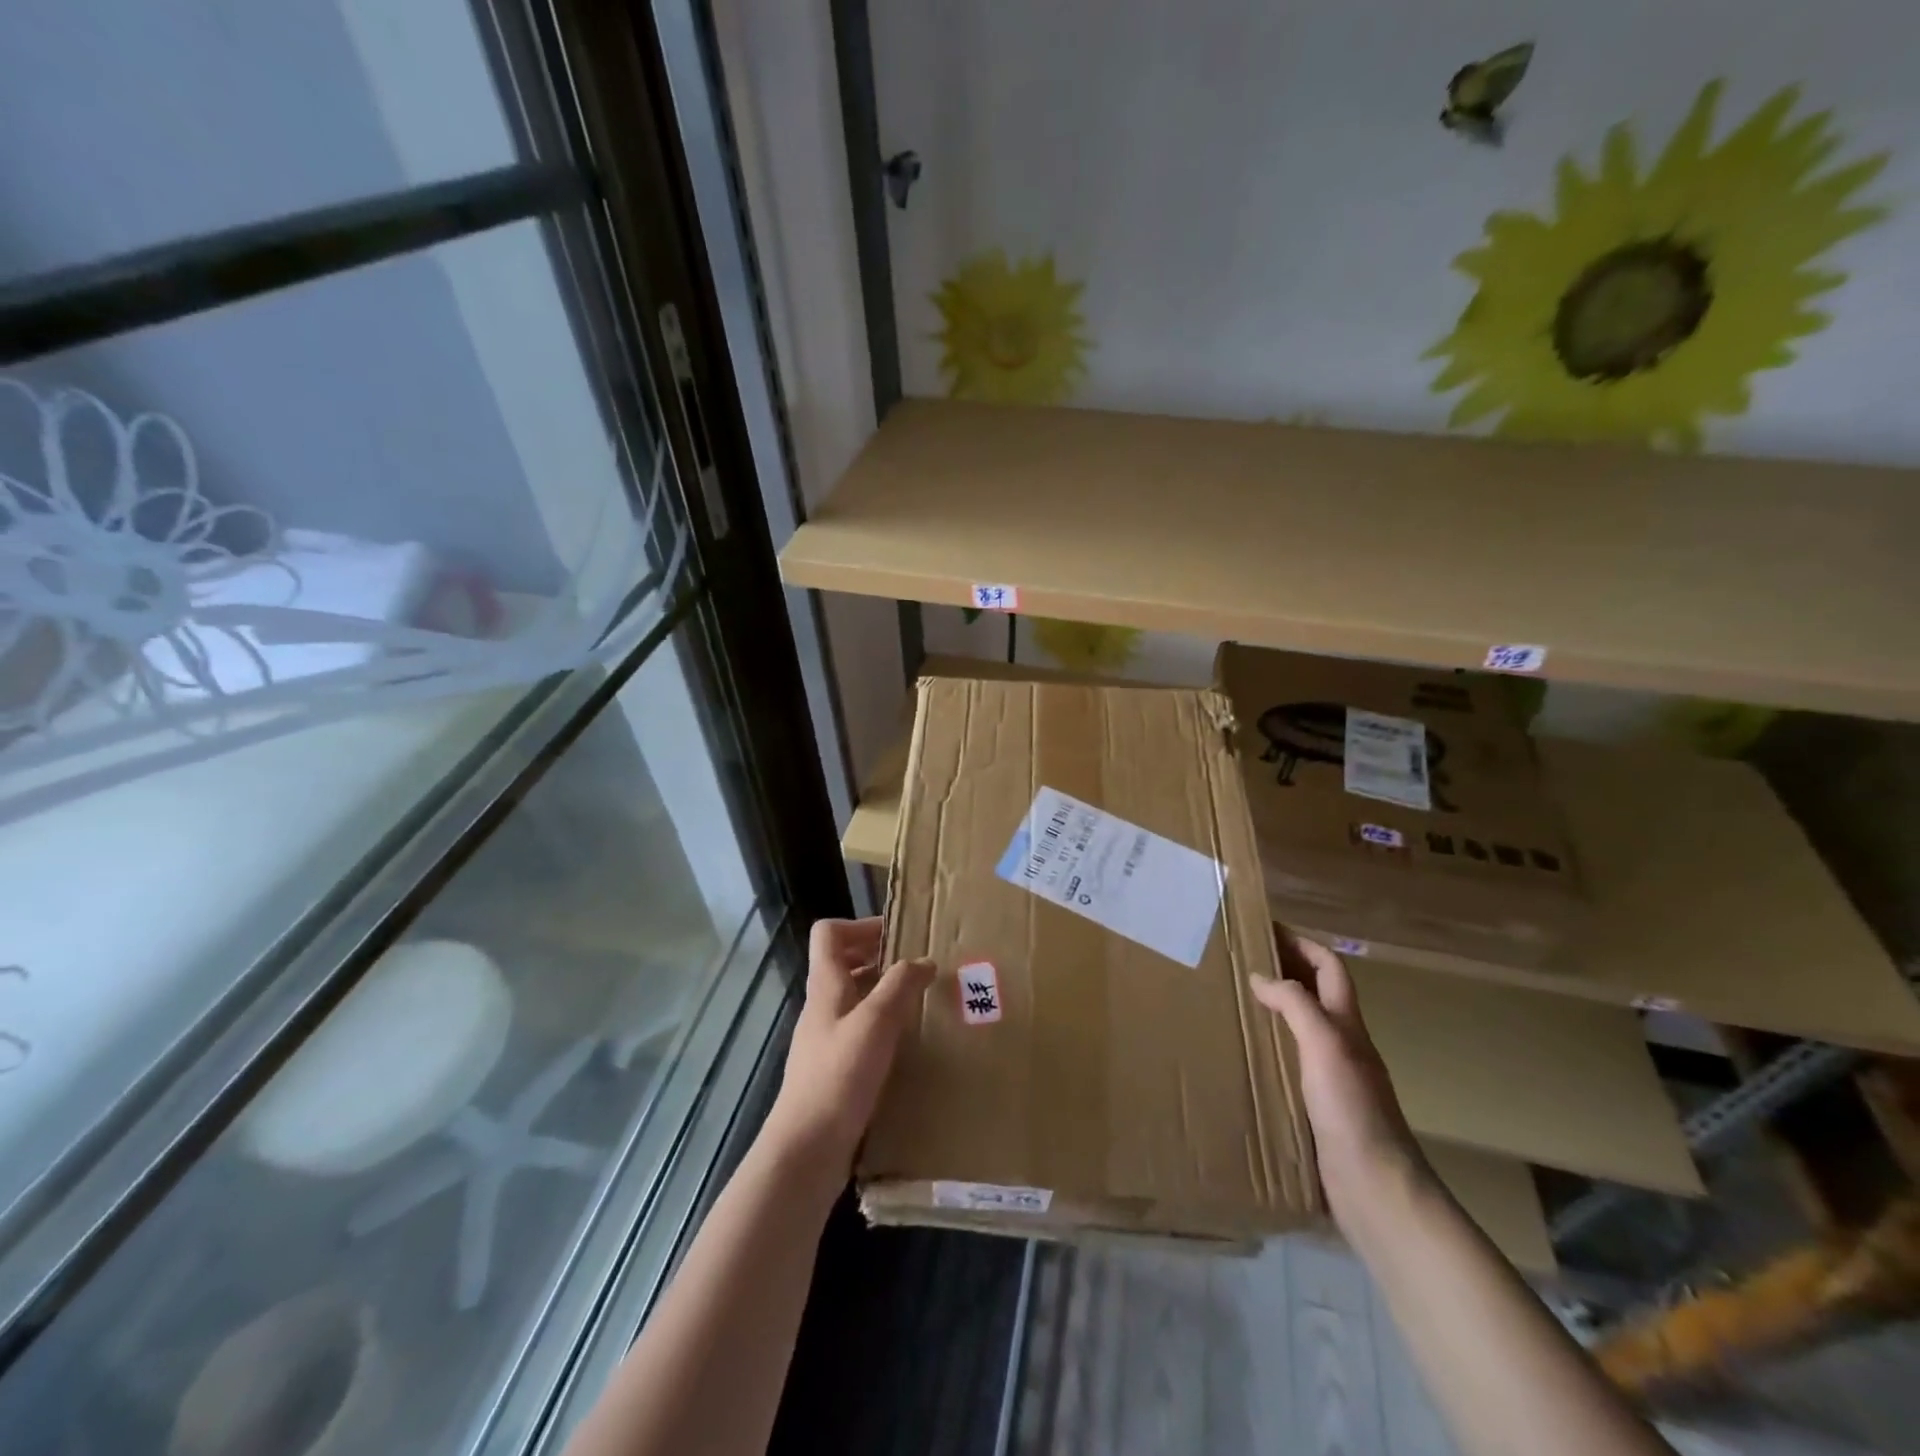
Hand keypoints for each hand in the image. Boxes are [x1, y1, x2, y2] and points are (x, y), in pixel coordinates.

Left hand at [764, 918, 934, 1183]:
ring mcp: (826, 1039)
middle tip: (917, 966)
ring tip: (920, 1001)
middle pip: (842, 962)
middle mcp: (822, 1006)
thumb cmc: (839, 1077)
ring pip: (853, 997)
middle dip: (878, 956)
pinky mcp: (834, 1068)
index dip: (860, 925)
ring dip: (883, 991)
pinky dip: (882, 1025)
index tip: (897, 935)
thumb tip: (923, 961)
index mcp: (826, 986)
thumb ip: (900, 985)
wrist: (807, 1149)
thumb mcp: (876, 1023)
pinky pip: (859, 1030)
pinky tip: (907, 1043)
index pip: (828, 933)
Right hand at [1250, 932, 1430, 1238]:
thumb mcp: (1324, 1044)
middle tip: (1240, 959)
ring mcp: (1331, 1075)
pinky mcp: (1318, 1105)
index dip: (1302, 943)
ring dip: (1274, 1007)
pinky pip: (1291, 1059)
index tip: (1265, 928)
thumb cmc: (1351, 1108)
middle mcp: (1341, 1043)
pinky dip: (1270, 1044)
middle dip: (1284, 969)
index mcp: (1346, 1023)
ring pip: (1301, 1026)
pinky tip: (1245, 1052)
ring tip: (1235, 999)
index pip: (1329, 967)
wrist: (1374, 1186)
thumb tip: (1261, 977)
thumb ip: (1295, 1005)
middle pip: (1315, 992)